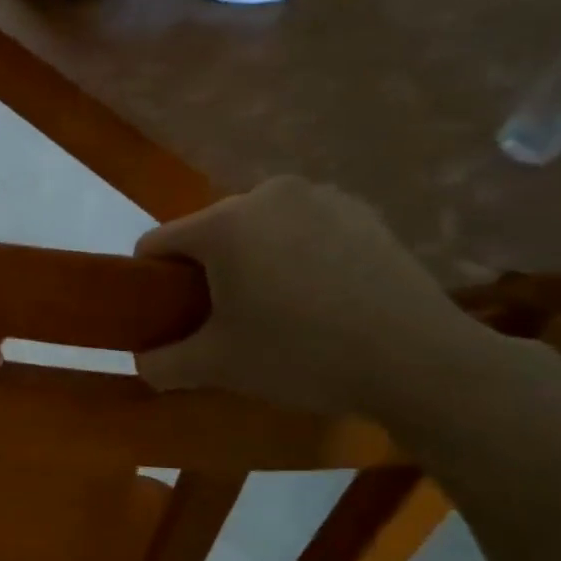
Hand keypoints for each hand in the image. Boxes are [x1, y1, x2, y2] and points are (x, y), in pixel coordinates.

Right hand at [134, 176, 482, 413]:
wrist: (417, 360)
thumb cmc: (300, 355)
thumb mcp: (215, 367)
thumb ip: (162, 364)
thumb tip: (143, 362)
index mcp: (223, 223)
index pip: (157, 244)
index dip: (151, 282)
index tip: (169, 316)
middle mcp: (267, 194)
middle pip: (209, 232)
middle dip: (207, 272)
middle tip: (225, 320)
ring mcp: (321, 197)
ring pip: (258, 229)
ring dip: (252, 261)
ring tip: (277, 308)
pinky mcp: (362, 211)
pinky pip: (303, 229)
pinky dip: (296, 255)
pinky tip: (320, 296)